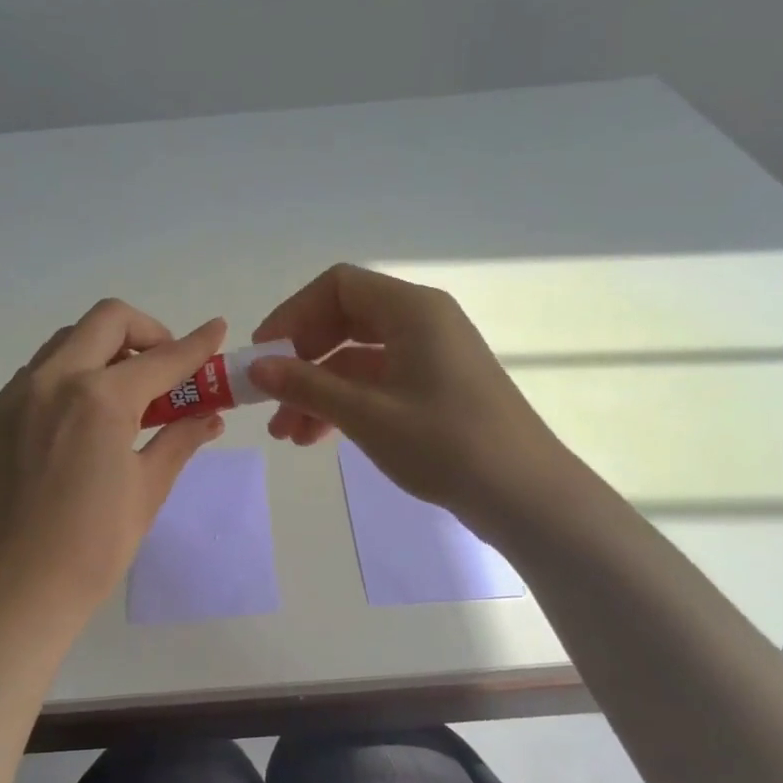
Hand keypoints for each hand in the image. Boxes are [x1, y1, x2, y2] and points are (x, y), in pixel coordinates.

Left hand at [0, 300, 227, 631]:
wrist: (17, 591)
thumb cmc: (95, 546)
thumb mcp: (149, 488)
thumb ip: (180, 438)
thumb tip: (210, 415)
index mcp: (99, 398)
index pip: (161, 358)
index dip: (196, 344)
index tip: (216, 330)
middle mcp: (52, 381)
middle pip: (106, 320)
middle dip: (147, 332)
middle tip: (163, 368)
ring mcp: (14, 397)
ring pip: (66, 343)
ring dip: (103, 352)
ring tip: (122, 396)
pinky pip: (35, 377)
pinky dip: (67, 380)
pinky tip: (79, 422)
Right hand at [248, 264, 570, 533]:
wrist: (525, 496)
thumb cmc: (446, 444)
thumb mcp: (366, 414)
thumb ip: (307, 386)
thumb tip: (256, 367)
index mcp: (412, 310)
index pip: (338, 286)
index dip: (293, 314)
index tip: (263, 354)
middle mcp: (422, 322)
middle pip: (344, 321)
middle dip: (301, 359)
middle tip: (268, 395)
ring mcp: (430, 357)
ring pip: (357, 359)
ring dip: (317, 389)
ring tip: (285, 433)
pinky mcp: (434, 389)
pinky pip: (377, 383)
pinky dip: (344, 404)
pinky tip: (316, 437)